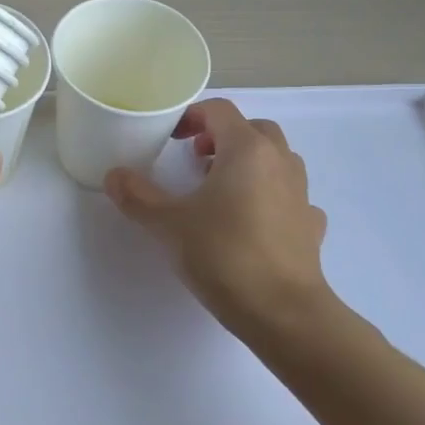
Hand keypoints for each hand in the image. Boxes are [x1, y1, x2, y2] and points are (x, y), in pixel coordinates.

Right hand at [105, 98, 342, 351]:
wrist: (284, 313)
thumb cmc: (224, 255)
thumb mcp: (168, 224)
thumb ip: (138, 196)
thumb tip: (114, 176)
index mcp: (247, 150)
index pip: (220, 111)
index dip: (192, 117)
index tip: (170, 139)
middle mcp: (279, 162)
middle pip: (253, 129)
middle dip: (222, 136)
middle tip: (195, 160)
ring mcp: (301, 193)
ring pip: (276, 159)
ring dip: (248, 163)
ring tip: (220, 189)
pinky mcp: (310, 225)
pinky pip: (288, 195)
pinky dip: (269, 196)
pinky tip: (251, 220)